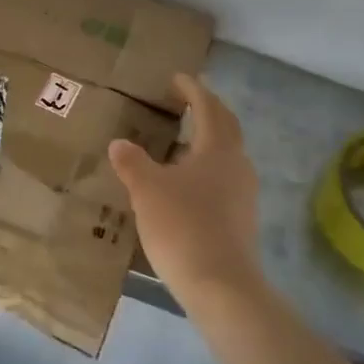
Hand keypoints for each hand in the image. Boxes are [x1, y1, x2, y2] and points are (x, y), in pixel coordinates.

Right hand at [109, 74, 262, 299]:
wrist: (220, 285)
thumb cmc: (182, 226)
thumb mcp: (147, 190)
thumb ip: (132, 163)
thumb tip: (119, 143)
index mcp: (218, 149)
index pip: (209, 108)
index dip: (192, 90)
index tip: (177, 79)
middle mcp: (237, 165)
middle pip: (226, 127)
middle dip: (207, 110)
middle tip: (185, 103)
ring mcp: (243, 193)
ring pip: (227, 155)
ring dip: (207, 141)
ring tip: (181, 143)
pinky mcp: (241, 218)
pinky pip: (224, 179)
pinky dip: (206, 169)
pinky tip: (185, 184)